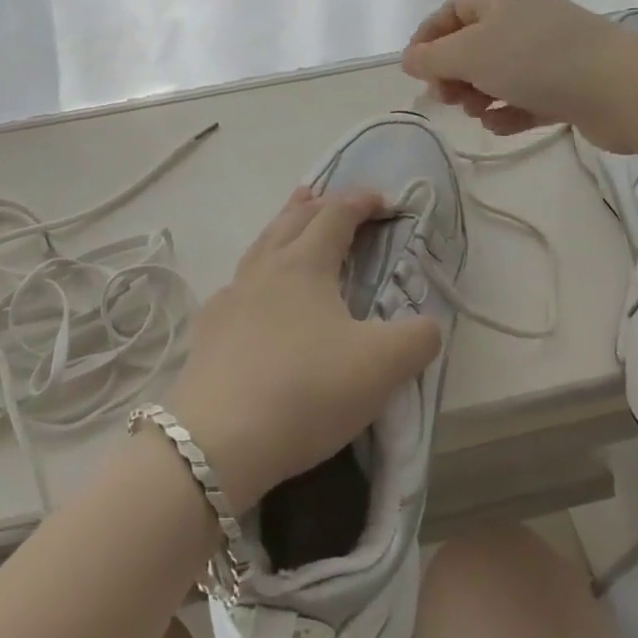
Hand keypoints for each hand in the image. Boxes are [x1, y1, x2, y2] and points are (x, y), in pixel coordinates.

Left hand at [165, 187, 442, 514]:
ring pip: (260, 246)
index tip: (384, 200)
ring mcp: (230, 297)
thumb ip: (418, 338)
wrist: (218, 441)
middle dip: (316, 204)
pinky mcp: (209, 330)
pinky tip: (254, 293)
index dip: (361, 201)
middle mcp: (265, 269)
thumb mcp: (382, 367)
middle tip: (330, 196)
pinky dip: (255, 273)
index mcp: (305, 264)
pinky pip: (237, 285)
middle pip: (292, 219)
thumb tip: (428, 325)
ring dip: (281, 227)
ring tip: (291, 220)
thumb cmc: (307, 390)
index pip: (336, 215)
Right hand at [402, 0, 637, 151]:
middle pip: (472, 44)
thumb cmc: (536, 60)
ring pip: (498, 72)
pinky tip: (501, 126)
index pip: (450, 11)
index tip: (414, 72)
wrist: (621, 88)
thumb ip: (433, 58)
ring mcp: (549, 51)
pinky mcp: (568, 83)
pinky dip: (509, 110)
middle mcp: (523, 18)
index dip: (427, 39)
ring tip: (477, 114)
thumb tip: (409, 59)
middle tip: (446, 99)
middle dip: (453, 73)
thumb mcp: (471, 54)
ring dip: (479, 95)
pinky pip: (525, 94)